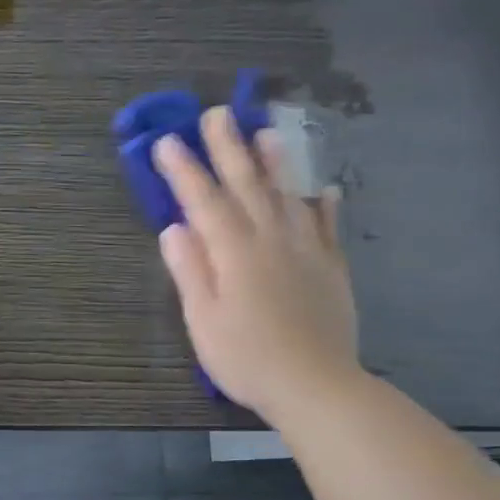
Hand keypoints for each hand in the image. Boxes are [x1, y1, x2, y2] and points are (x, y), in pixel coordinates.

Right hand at [153, 108, 359, 422]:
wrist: (315, 385)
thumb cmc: (246, 357)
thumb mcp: (202, 319)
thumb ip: (190, 270)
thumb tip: (174, 228)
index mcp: (234, 252)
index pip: (203, 201)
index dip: (184, 170)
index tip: (168, 141)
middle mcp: (271, 239)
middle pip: (246, 185)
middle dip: (228, 148)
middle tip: (216, 114)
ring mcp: (306, 250)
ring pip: (288, 195)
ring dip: (275, 162)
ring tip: (267, 132)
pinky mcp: (331, 267)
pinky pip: (327, 226)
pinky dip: (324, 204)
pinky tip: (324, 189)